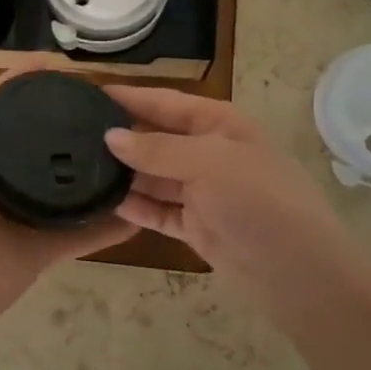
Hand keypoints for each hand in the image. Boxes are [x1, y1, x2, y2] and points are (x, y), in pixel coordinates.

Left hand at [0, 44, 135, 342]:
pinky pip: (84, 233)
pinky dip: (111, 223)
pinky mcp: (43, 249)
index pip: (2, 104)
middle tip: (112, 102)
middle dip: (69, 121)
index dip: (29, 81)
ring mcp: (23, 215)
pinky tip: (143, 204)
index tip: (67, 65)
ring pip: (68, 186)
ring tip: (135, 144)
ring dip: (95, 169)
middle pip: (40, 141)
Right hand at [102, 87, 370, 330]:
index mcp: (219, 124)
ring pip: (153, 176)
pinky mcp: (196, 226)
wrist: (300, 275)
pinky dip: (135, 207)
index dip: (129, 97)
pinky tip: (102, 202)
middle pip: (156, 138)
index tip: (86, 94)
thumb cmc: (260, 202)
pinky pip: (157, 210)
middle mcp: (209, 152)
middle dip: (121, 137)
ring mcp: (203, 192)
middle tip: (70, 136)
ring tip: (76, 168)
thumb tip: (110, 136)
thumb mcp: (210, 163)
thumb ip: (158, 149)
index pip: (165, 102)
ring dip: (123, 174)